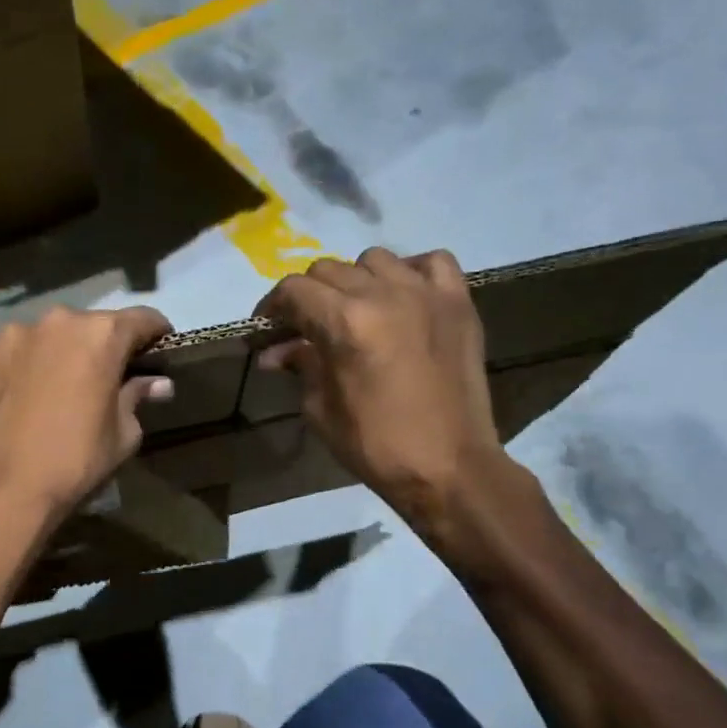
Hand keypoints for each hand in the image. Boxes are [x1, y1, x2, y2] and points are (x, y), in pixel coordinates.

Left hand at [0, 305, 175, 534]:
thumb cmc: (74, 462)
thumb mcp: (123, 435)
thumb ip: (137, 397)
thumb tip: (156, 383)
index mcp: (101, 335)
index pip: (142, 319)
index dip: (155, 334)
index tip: (158, 351)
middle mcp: (56, 320)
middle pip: (90, 326)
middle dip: (101, 346)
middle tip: (103, 378)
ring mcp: (10, 334)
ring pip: (46, 337)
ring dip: (56, 353)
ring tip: (54, 388)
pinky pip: (9, 353)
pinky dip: (19, 367)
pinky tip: (17, 397)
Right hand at [256, 248, 507, 525]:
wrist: (449, 467)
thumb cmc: (376, 446)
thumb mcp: (321, 409)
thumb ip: (301, 366)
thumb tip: (277, 352)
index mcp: (345, 322)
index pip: (294, 290)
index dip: (272, 306)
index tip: (267, 329)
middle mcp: (384, 294)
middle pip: (328, 270)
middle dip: (308, 297)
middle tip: (305, 328)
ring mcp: (426, 294)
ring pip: (375, 260)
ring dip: (356, 281)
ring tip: (356, 311)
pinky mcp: (459, 303)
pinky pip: (432, 262)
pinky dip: (411, 272)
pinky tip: (404, 297)